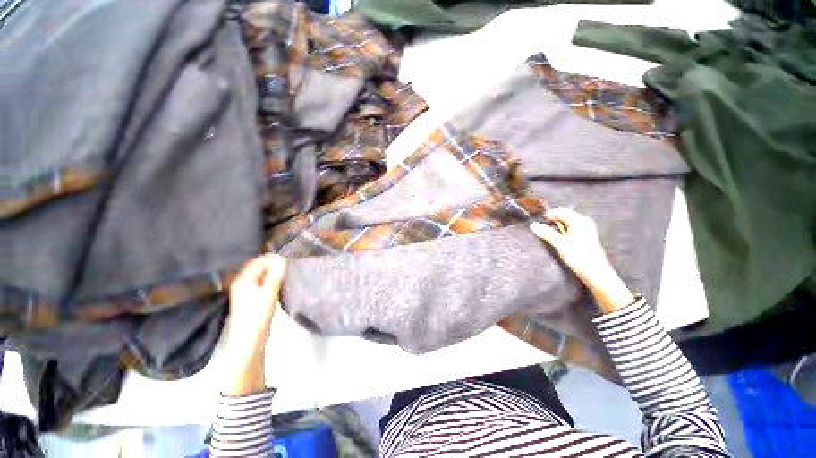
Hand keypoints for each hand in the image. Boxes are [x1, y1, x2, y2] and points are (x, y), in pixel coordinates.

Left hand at [222, 254, 286, 394]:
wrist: (249, 341)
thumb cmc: (258, 316)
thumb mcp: (269, 294)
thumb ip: (275, 275)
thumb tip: (282, 258)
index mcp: (243, 280)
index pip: (258, 261)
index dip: (272, 258)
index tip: (288, 258)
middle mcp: (242, 283)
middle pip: (258, 268)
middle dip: (273, 264)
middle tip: (289, 265)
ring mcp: (246, 292)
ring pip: (261, 276)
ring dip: (273, 272)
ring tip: (287, 272)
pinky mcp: (251, 299)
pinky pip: (262, 283)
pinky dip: (271, 280)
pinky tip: (280, 284)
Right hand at [531, 208, 633, 313]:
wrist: (596, 272)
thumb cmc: (578, 256)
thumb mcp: (559, 244)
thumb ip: (546, 233)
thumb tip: (534, 225)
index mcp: (578, 220)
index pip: (560, 211)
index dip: (548, 215)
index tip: (538, 221)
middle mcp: (584, 221)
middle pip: (565, 215)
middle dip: (553, 220)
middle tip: (542, 228)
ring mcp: (587, 229)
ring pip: (569, 222)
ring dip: (558, 227)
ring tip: (549, 235)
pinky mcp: (588, 237)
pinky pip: (573, 228)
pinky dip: (564, 231)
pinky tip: (560, 240)